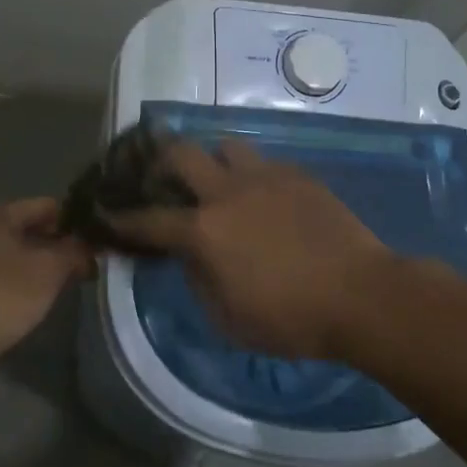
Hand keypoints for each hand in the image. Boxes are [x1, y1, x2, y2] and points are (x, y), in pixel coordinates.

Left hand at [0, 199, 91, 375]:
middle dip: (63, 241)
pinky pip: (12, 271)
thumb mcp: (50, 269)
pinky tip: (49, 291)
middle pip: (34, 227)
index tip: (99, 234)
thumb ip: (75, 250)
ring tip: (76, 274)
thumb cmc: (5, 294)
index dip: (75, 218)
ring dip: (48, 261)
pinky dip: (32, 277)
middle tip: (92, 257)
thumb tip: (92, 244)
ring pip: (23, 251)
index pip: (47, 205)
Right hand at [106, 140, 391, 358]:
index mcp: (204, 231)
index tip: (105, 210)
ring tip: (219, 183)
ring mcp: (264, 176)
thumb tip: (190, 257)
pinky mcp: (297, 174)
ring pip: (225, 146)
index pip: (149, 219)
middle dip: (160, 160)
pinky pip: (263, 162)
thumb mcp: (228, 320)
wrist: (361, 294)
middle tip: (161, 176)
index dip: (122, 217)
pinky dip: (252, 175)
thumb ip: (198, 281)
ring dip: (213, 161)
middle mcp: (227, 192)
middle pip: (180, 153)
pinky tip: (264, 198)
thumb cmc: (291, 318)